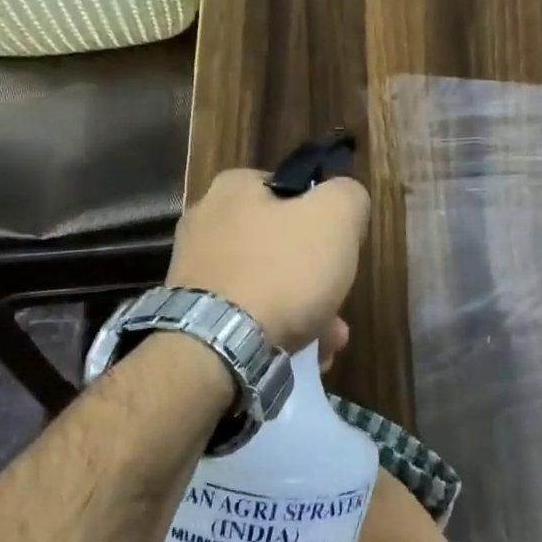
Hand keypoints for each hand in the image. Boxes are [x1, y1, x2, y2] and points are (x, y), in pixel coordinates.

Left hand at [167, 167, 371, 351]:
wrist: (218, 349)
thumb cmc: (282, 272)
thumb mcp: (336, 216)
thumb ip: (348, 196)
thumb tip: (346, 201)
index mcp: (234, 188)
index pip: (290, 188)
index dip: (323, 215)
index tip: (339, 246)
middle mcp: (206, 223)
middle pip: (281, 243)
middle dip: (315, 275)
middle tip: (338, 300)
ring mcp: (196, 272)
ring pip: (268, 284)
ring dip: (304, 308)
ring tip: (327, 339)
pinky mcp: (193, 315)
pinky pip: (247, 316)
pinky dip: (277, 330)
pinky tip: (303, 352)